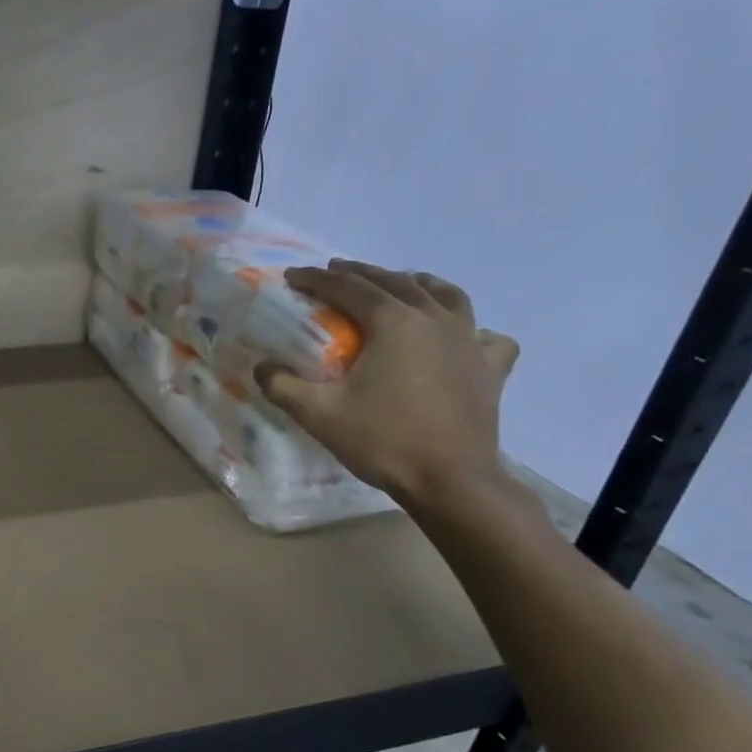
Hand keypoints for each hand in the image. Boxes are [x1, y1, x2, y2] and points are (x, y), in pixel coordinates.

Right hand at [255, 261, 519, 508]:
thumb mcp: (318, 414)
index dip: (317, 279)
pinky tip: (462, 338)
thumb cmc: (383, 440)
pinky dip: (470, 329)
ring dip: (418, 284)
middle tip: (336, 272)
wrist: (450, 480)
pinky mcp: (491, 369)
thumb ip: (282, 386)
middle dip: (362, 273)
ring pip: (447, 295)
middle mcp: (435, 320)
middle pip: (396, 282)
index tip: (293, 276)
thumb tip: (261, 367)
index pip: (349, 288)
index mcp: (395, 322)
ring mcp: (470, 341)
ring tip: (403, 284)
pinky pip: (485, 336)